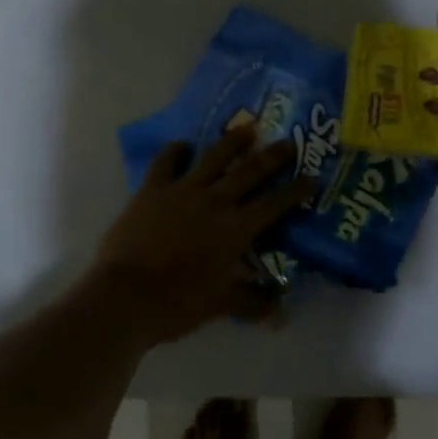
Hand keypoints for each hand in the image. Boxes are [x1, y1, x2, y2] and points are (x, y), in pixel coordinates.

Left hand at [87, 128, 310, 346]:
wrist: (125, 296)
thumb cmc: (177, 303)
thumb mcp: (220, 306)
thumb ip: (253, 303)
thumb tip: (282, 310)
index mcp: (235, 228)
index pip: (274, 204)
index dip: (295, 190)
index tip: (312, 177)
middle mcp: (215, 201)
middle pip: (250, 171)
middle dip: (273, 156)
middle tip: (289, 142)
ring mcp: (183, 190)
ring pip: (214, 157)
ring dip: (233, 141)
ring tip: (247, 128)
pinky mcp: (153, 189)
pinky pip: (166, 162)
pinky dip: (175, 151)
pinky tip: (183, 145)